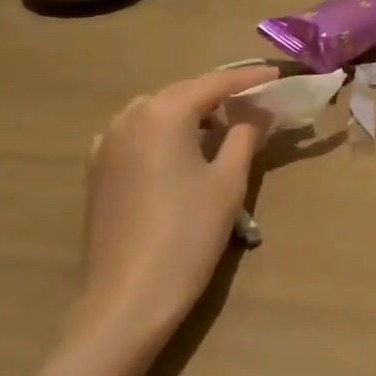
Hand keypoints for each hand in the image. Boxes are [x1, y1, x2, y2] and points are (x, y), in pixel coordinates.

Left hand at [72, 65, 277, 347]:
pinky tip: (180, 149)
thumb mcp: (228, 182)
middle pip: (184, 92)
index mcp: (164, 113)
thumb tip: (259, 110)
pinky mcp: (97, 169)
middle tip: (256, 102)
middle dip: (220, 94)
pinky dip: (163, 131)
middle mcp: (131, 116)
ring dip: (190, 112)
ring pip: (157, 110)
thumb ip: (246, 135)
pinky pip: (137, 132)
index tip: (278, 76)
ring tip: (222, 126)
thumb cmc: (187, 235)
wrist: (127, 300)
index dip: (250, 78)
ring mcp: (107, 142)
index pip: (215, 82)